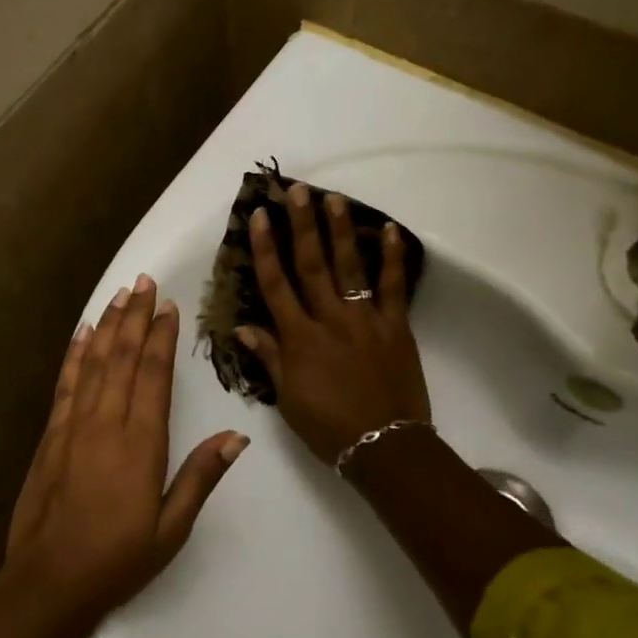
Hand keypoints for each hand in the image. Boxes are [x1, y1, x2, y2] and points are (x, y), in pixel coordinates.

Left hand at [4, 274, 247, 628]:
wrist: (50, 581)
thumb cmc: (119, 559)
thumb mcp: (172, 527)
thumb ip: (201, 477)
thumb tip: (238, 437)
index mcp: (140, 444)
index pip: (153, 376)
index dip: (161, 337)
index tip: (168, 306)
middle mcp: (106, 423)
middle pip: (122, 358)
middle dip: (134, 317)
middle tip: (144, 281)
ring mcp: (73, 426)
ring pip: (93, 363)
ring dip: (107, 326)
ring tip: (119, 294)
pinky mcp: (51, 436)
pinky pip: (65, 385)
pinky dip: (74, 355)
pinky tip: (80, 333)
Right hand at [238, 184, 430, 464]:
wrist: (385, 446)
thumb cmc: (328, 426)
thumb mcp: (288, 397)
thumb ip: (269, 357)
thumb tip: (242, 326)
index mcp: (299, 337)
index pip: (276, 284)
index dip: (265, 248)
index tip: (259, 216)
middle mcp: (329, 318)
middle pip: (312, 264)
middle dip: (302, 225)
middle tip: (297, 191)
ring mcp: (365, 319)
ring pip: (350, 267)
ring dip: (341, 231)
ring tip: (334, 198)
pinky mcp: (396, 325)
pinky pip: (393, 286)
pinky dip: (393, 257)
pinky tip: (390, 230)